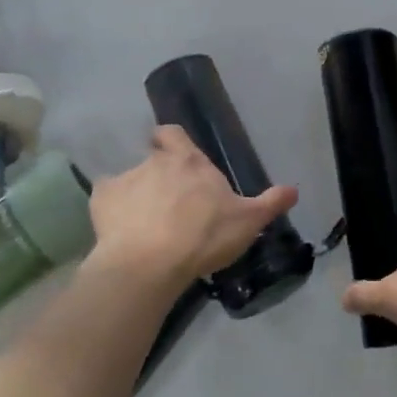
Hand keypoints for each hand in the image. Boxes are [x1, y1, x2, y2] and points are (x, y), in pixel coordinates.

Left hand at [89, 125, 298, 292]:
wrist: (149, 263)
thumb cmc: (203, 236)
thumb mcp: (247, 222)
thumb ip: (270, 203)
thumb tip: (295, 189)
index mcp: (188, 160)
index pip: (173, 133)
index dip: (172, 141)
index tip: (178, 157)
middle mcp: (154, 161)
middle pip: (153, 157)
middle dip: (159, 174)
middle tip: (170, 202)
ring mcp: (125, 179)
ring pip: (130, 180)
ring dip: (137, 195)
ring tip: (145, 225)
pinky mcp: (101, 201)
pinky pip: (107, 201)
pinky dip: (113, 212)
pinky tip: (121, 232)